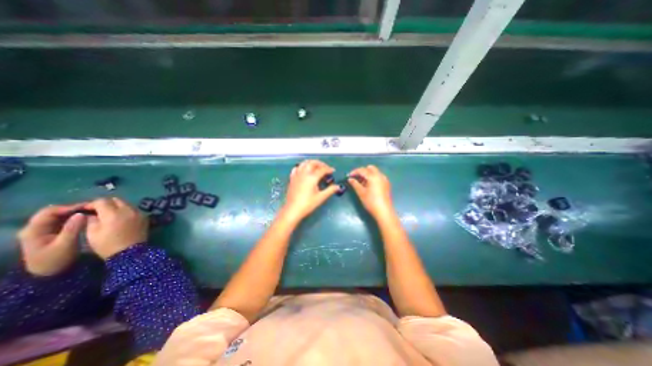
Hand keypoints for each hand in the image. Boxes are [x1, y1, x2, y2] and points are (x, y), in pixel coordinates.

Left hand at [18, 203, 86, 276]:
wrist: (49, 274)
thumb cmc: (56, 260)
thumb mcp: (65, 244)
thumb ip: (72, 228)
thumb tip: (81, 214)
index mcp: (34, 230)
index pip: (49, 212)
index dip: (69, 207)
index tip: (88, 207)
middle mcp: (36, 228)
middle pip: (54, 212)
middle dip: (73, 209)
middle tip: (92, 209)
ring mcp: (44, 231)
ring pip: (59, 216)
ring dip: (74, 213)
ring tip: (92, 212)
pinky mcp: (52, 233)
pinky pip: (63, 221)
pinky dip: (74, 218)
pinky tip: (87, 218)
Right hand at [83, 197, 146, 259]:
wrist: (130, 252)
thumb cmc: (107, 244)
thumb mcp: (92, 233)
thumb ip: (91, 220)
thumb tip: (89, 213)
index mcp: (113, 213)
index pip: (102, 201)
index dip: (91, 204)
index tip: (84, 209)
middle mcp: (128, 210)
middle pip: (116, 200)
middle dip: (105, 203)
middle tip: (97, 210)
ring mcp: (139, 213)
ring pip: (126, 203)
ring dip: (117, 206)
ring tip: (108, 214)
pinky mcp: (144, 217)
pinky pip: (134, 209)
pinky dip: (126, 210)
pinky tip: (120, 217)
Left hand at [281, 159, 341, 222]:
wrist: (293, 209)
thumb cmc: (307, 204)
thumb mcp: (321, 197)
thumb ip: (330, 190)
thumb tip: (337, 186)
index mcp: (312, 177)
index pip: (322, 169)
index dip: (328, 169)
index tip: (332, 171)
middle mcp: (304, 173)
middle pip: (313, 163)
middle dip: (320, 163)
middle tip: (325, 168)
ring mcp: (297, 175)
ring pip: (304, 163)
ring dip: (311, 163)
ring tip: (316, 167)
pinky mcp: (292, 178)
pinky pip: (297, 168)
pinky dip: (302, 166)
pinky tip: (304, 170)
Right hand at [349, 165, 393, 218]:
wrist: (384, 211)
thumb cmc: (371, 202)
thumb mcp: (361, 193)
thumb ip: (355, 184)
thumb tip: (350, 179)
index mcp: (373, 176)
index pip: (362, 170)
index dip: (354, 172)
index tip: (348, 176)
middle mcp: (380, 175)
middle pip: (370, 168)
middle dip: (362, 171)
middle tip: (355, 177)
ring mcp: (384, 179)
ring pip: (375, 172)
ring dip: (367, 174)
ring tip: (361, 182)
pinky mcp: (386, 184)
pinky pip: (378, 176)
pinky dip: (372, 177)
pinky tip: (368, 185)